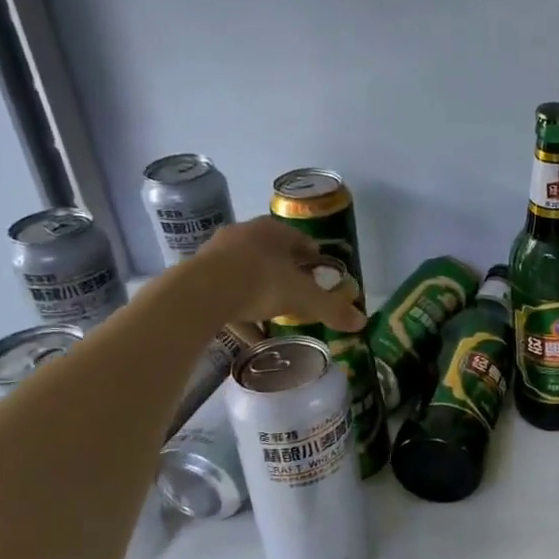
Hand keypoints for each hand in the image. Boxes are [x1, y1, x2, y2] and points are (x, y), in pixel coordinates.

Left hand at [190, 217, 365, 332]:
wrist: (200, 294)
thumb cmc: (260, 283)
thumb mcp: (304, 299)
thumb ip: (332, 309)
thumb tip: (362, 322)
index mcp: (274, 231)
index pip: (301, 240)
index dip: (312, 258)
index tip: (319, 276)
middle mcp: (245, 234)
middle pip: (272, 253)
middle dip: (285, 272)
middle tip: (297, 293)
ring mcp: (217, 251)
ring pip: (246, 269)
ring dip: (258, 286)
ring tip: (270, 310)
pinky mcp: (197, 273)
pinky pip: (225, 288)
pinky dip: (236, 305)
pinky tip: (245, 327)